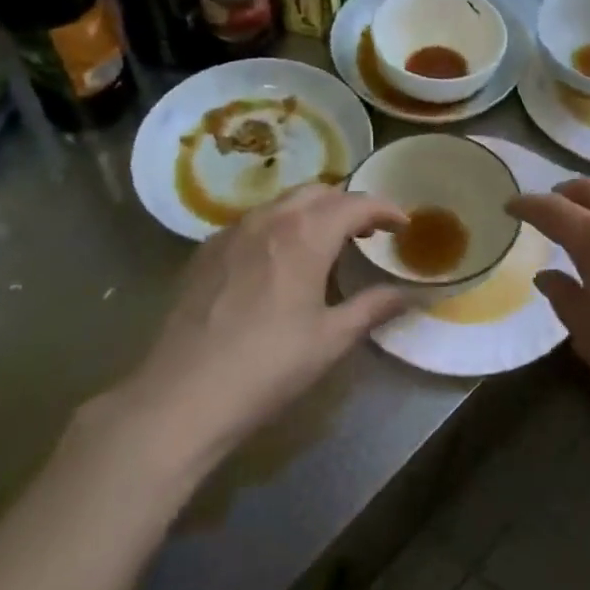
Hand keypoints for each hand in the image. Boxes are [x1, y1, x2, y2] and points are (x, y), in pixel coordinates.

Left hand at [107, 185, 409, 480]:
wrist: (180, 398)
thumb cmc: (268, 367)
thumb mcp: (331, 339)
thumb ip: (374, 307)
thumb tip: (409, 293)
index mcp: (306, 235)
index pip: (356, 203)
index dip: (385, 209)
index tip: (403, 225)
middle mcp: (270, 220)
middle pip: (319, 192)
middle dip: (348, 204)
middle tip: (367, 232)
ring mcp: (232, 232)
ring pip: (283, 203)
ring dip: (313, 212)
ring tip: (326, 243)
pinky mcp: (205, 252)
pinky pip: (253, 221)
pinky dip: (280, 226)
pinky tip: (279, 260)